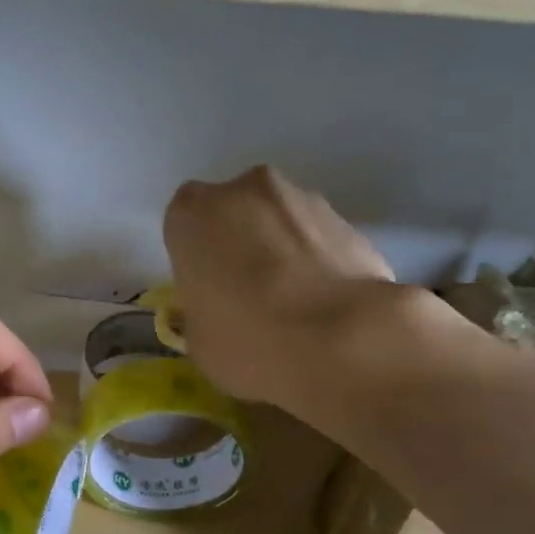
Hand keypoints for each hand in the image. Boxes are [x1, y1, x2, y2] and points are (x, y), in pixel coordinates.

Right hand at [163, 166, 396, 405]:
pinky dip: (320, 263)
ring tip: (295, 304)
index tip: (207, 290)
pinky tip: (327, 305)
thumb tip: (218, 309)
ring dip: (283, 250)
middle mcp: (245, 190)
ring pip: (281, 222)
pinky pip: (320, 241)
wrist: (343, 343)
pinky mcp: (350, 220)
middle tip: (249, 295)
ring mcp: (303, 199)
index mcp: (193, 215)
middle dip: (240, 244)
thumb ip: (202, 309)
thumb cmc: (248, 341)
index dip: (196, 257)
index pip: (184, 225)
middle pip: (235, 213)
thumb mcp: (199, 341)